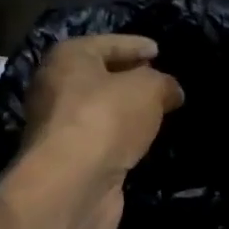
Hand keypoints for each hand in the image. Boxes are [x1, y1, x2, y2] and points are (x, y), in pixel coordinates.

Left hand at [22, 34, 183, 228]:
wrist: (73, 184)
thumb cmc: (106, 119)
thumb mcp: (148, 88)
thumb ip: (163, 83)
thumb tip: (172, 92)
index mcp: (68, 58)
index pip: (108, 43)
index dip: (136, 45)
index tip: (159, 51)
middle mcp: (56, 88)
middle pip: (100, 76)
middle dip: (130, 78)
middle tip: (162, 82)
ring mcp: (60, 127)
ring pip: (101, 111)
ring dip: (126, 112)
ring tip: (159, 113)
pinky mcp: (69, 160)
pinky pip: (102, 139)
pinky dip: (122, 138)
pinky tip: (143, 141)